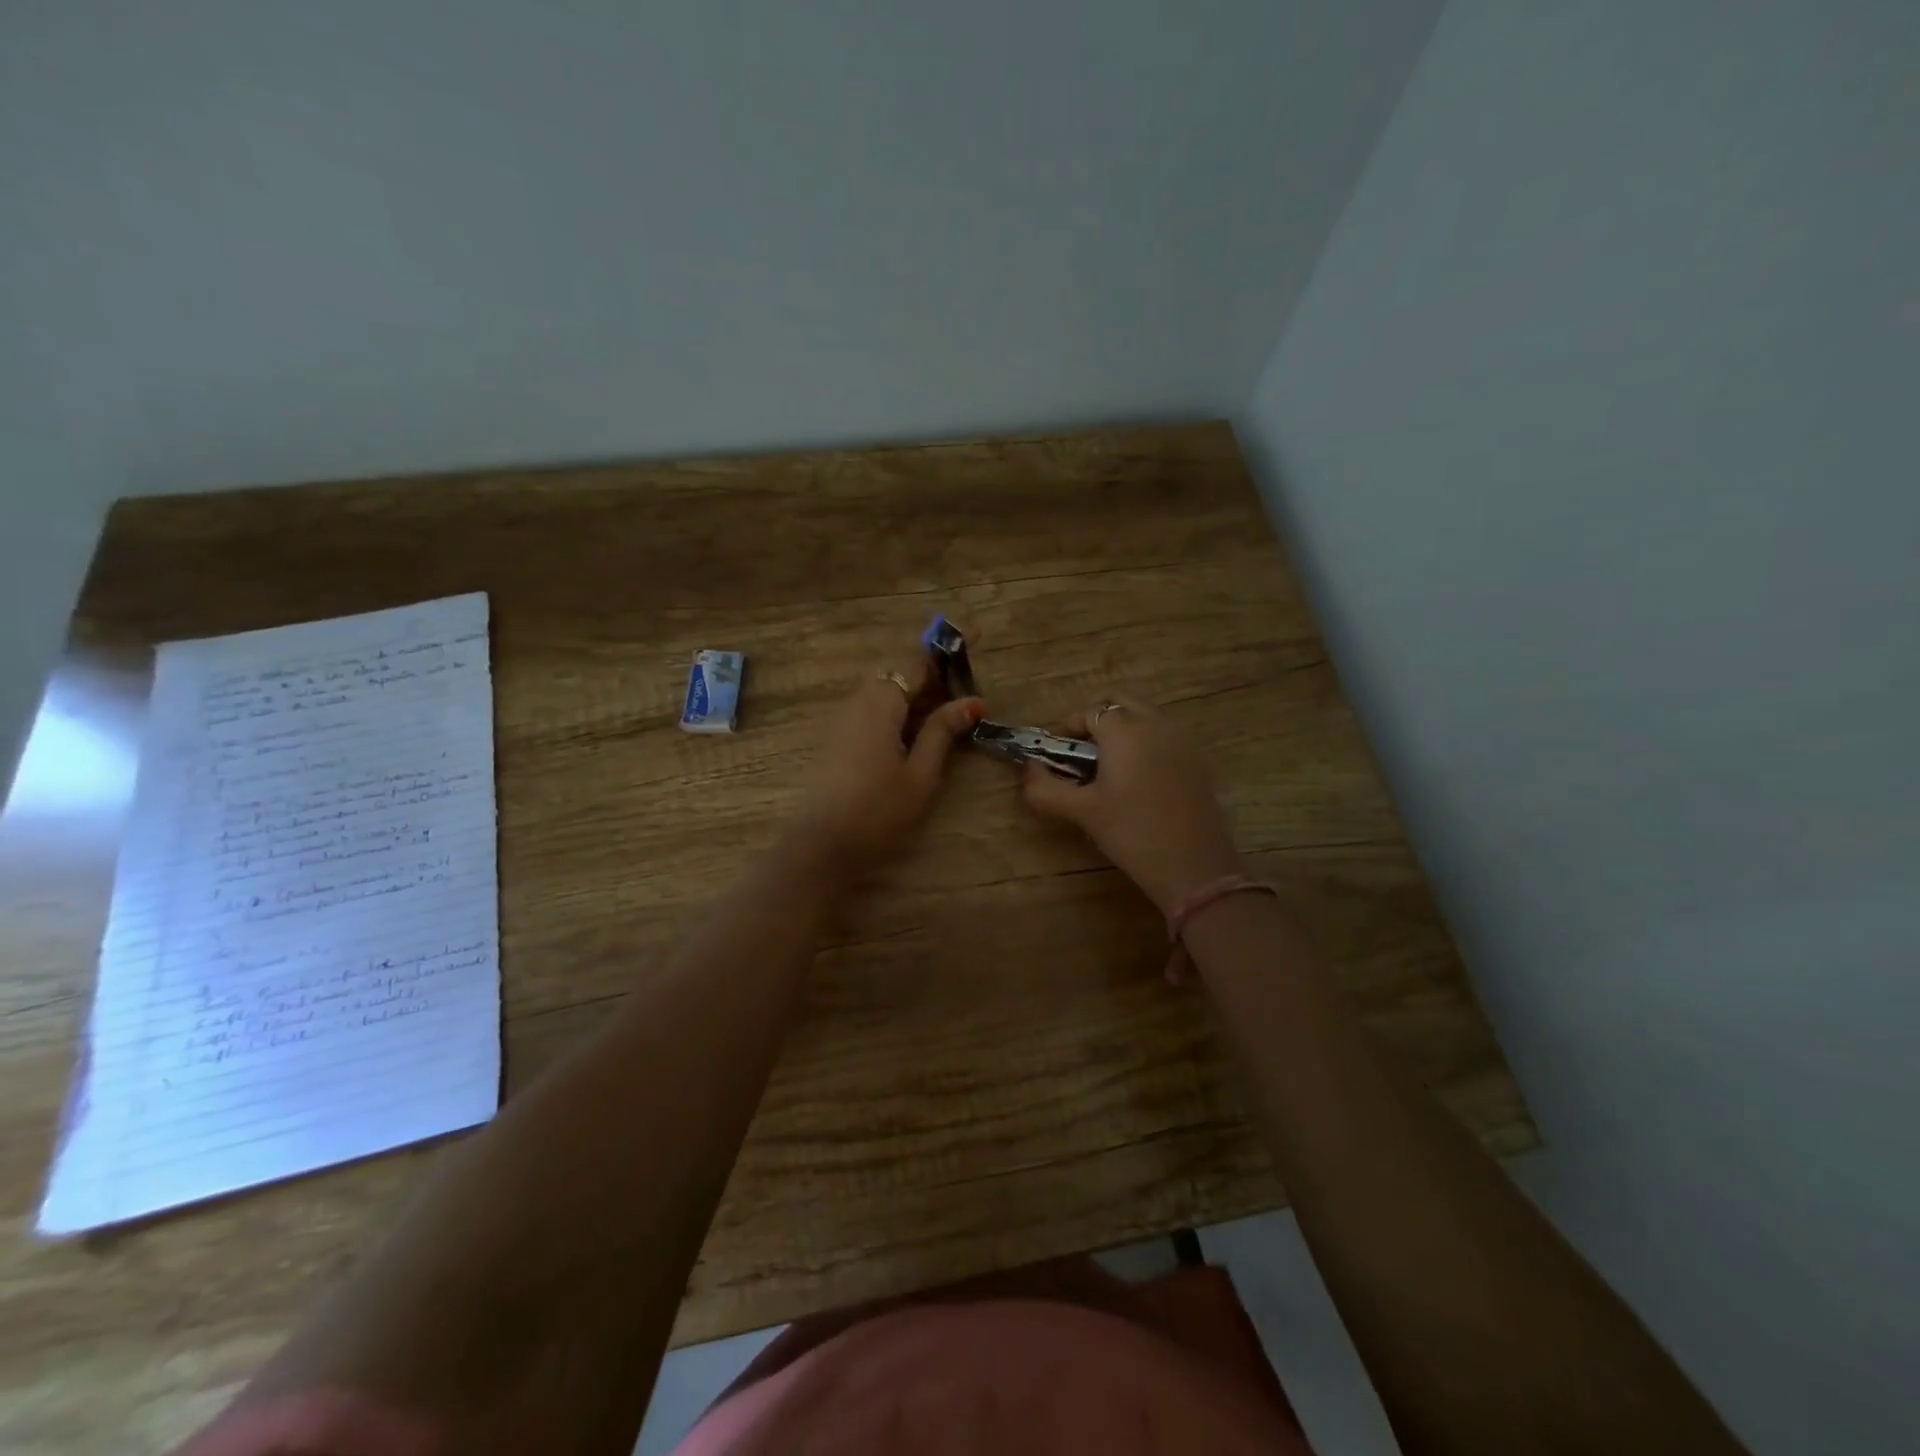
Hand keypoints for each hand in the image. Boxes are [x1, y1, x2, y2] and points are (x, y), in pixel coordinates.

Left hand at [794, 665, 982, 872]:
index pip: (915, 661)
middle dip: (933, 679)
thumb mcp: (920, 773)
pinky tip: (915, 740)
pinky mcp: (837, 740)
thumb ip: (943, 732)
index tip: (974, 640)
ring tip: (948, 721)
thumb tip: (972, 701)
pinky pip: (873, 713)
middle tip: (966, 698)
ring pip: (885, 695)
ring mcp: (842, 720)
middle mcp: (857, 701)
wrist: (820, 846)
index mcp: (880, 702)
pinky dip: (899, 715)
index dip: (944, 652)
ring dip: (916, 699)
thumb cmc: (877, 810)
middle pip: (899, 675)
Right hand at [1022, 698, 1241, 914]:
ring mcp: (1182, 740)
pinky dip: (1147, 742)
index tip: (1060, 755)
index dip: (1070, 728)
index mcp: (1124, 731)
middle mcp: (1156, 724)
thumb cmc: (1131, 833)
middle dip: (1098, 719)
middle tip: (1083, 753)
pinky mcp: (1198, 760)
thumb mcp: (1082, 812)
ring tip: (1110, 767)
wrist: (1194, 866)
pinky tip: (1140, 780)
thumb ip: (1045, 788)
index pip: (1090, 712)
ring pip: (1147, 715)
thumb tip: (1028, 769)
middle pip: (1121, 703)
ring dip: (1124, 728)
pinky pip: (1166, 735)